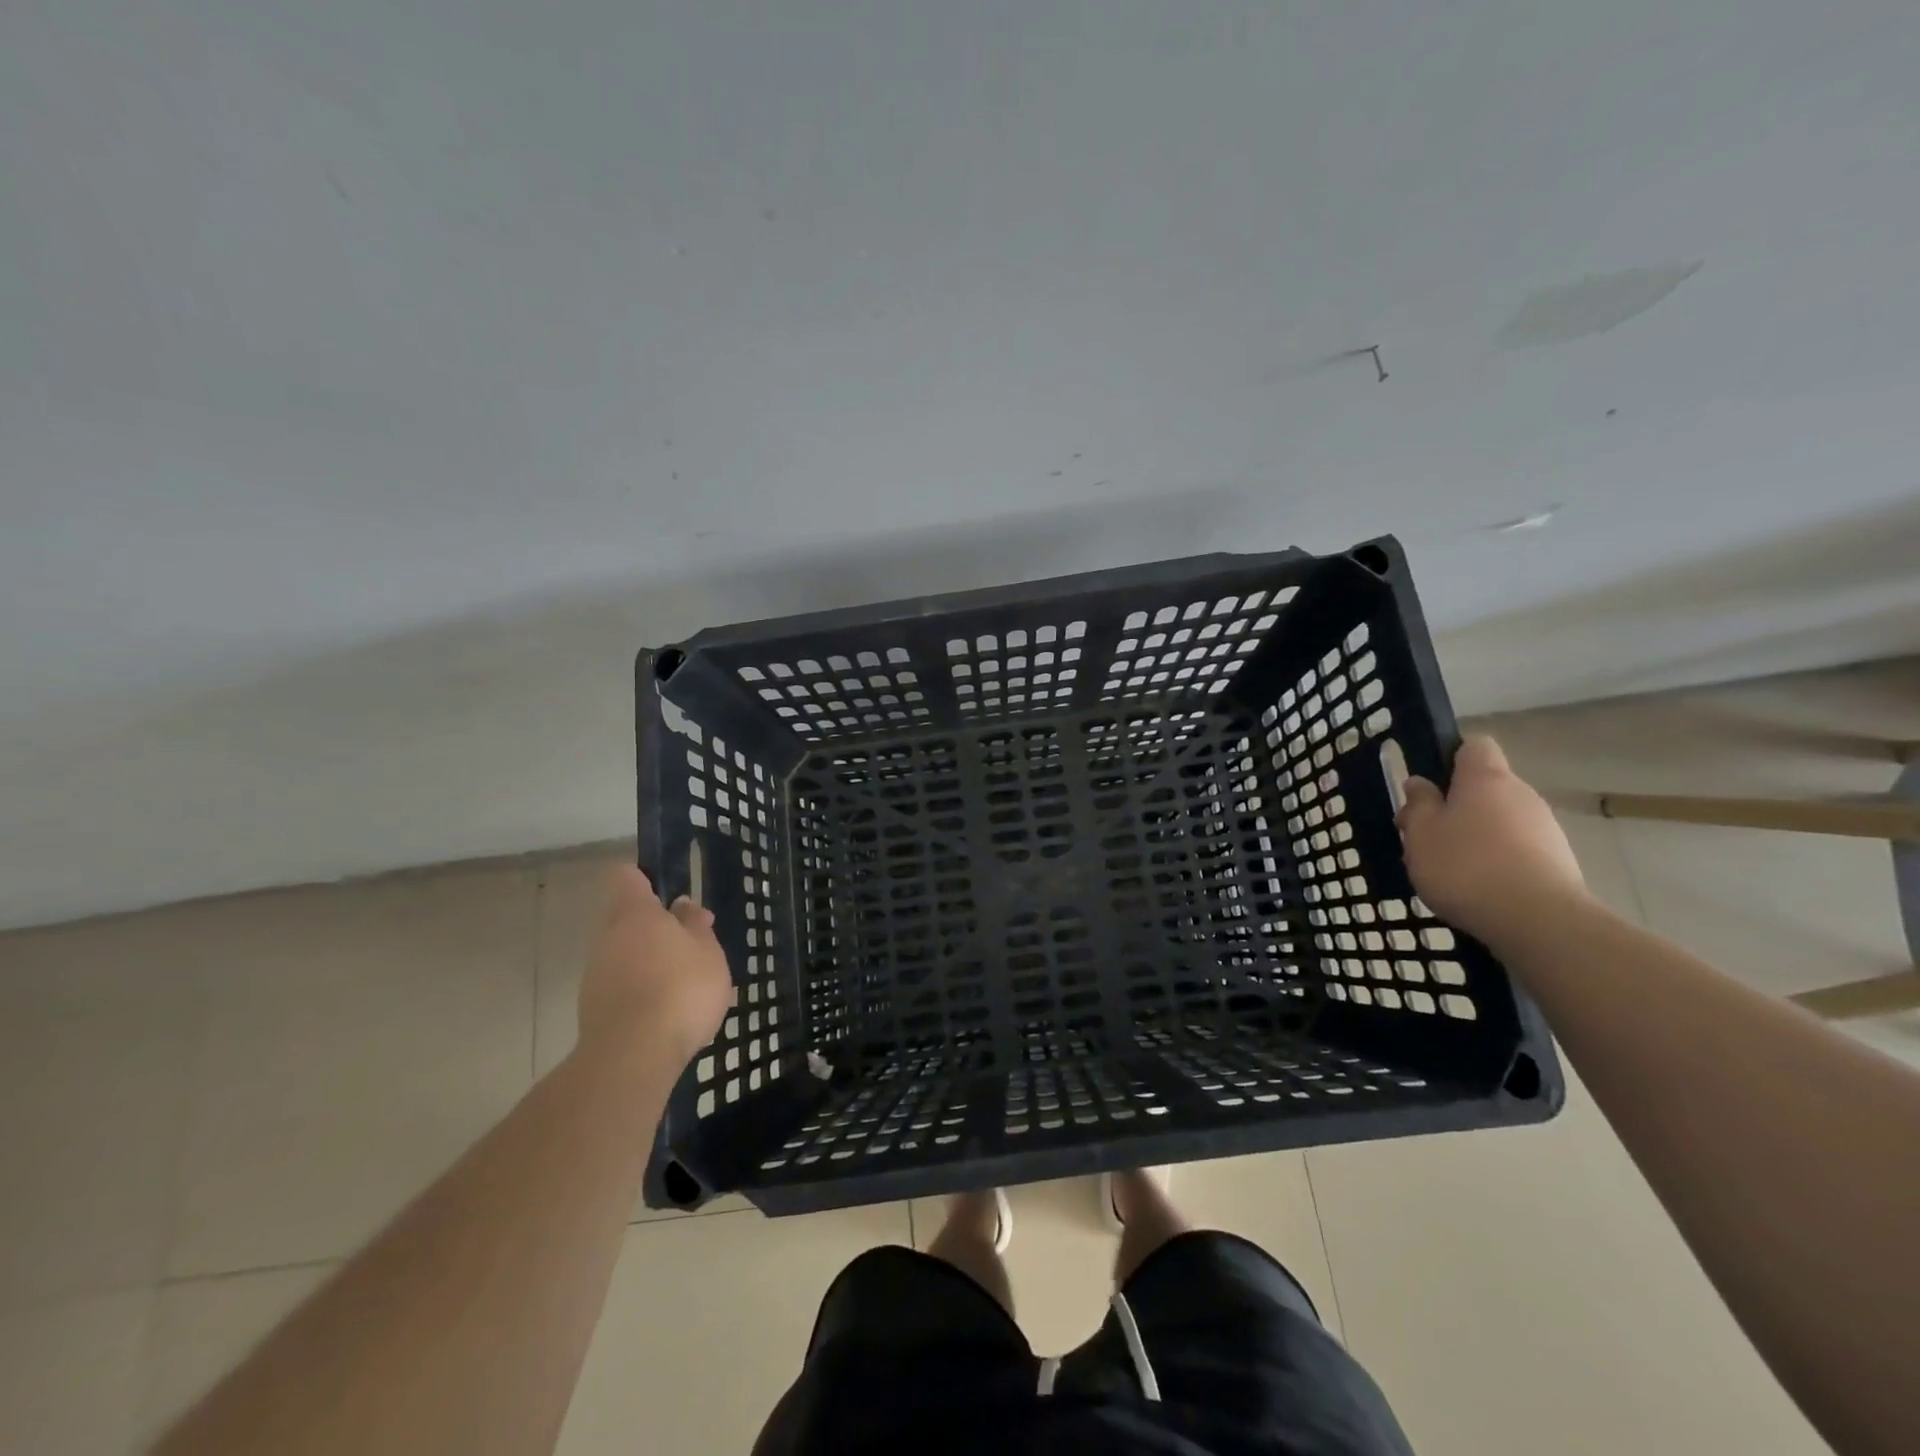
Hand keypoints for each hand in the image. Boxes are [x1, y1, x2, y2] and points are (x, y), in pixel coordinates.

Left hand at [577, 866, 732, 1069]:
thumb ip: (696, 926)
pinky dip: (642, 992)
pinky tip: (669, 1012)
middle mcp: (608, 937)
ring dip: (651, 962)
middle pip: (627, 919)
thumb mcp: (708, 952)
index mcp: (635, 914)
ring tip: (687, 985)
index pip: (627, 877)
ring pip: (625, 955)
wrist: (633, 1056)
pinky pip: (622, 987)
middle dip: (658, 929)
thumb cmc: (681, 989)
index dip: (646, 878)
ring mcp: (596, 974)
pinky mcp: (594, 1009)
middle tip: (693, 945)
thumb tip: (683, 907)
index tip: (669, 891)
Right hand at [1396, 735, 1592, 948]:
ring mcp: (1545, 828)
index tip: (1429, 784)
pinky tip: (1480, 888)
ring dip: (1477, 835)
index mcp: (1485, 778)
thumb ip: (1418, 804)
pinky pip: (1518, 848)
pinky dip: (1498, 860)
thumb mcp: (1420, 833)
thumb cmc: (1465, 866)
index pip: (1473, 745)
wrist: (1538, 921)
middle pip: (1486, 787)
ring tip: (1450, 868)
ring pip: (1501, 819)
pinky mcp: (1559, 861)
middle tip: (1427, 835)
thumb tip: (1419, 783)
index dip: (1450, 757)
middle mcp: (1521, 793)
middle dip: (1457, 805)